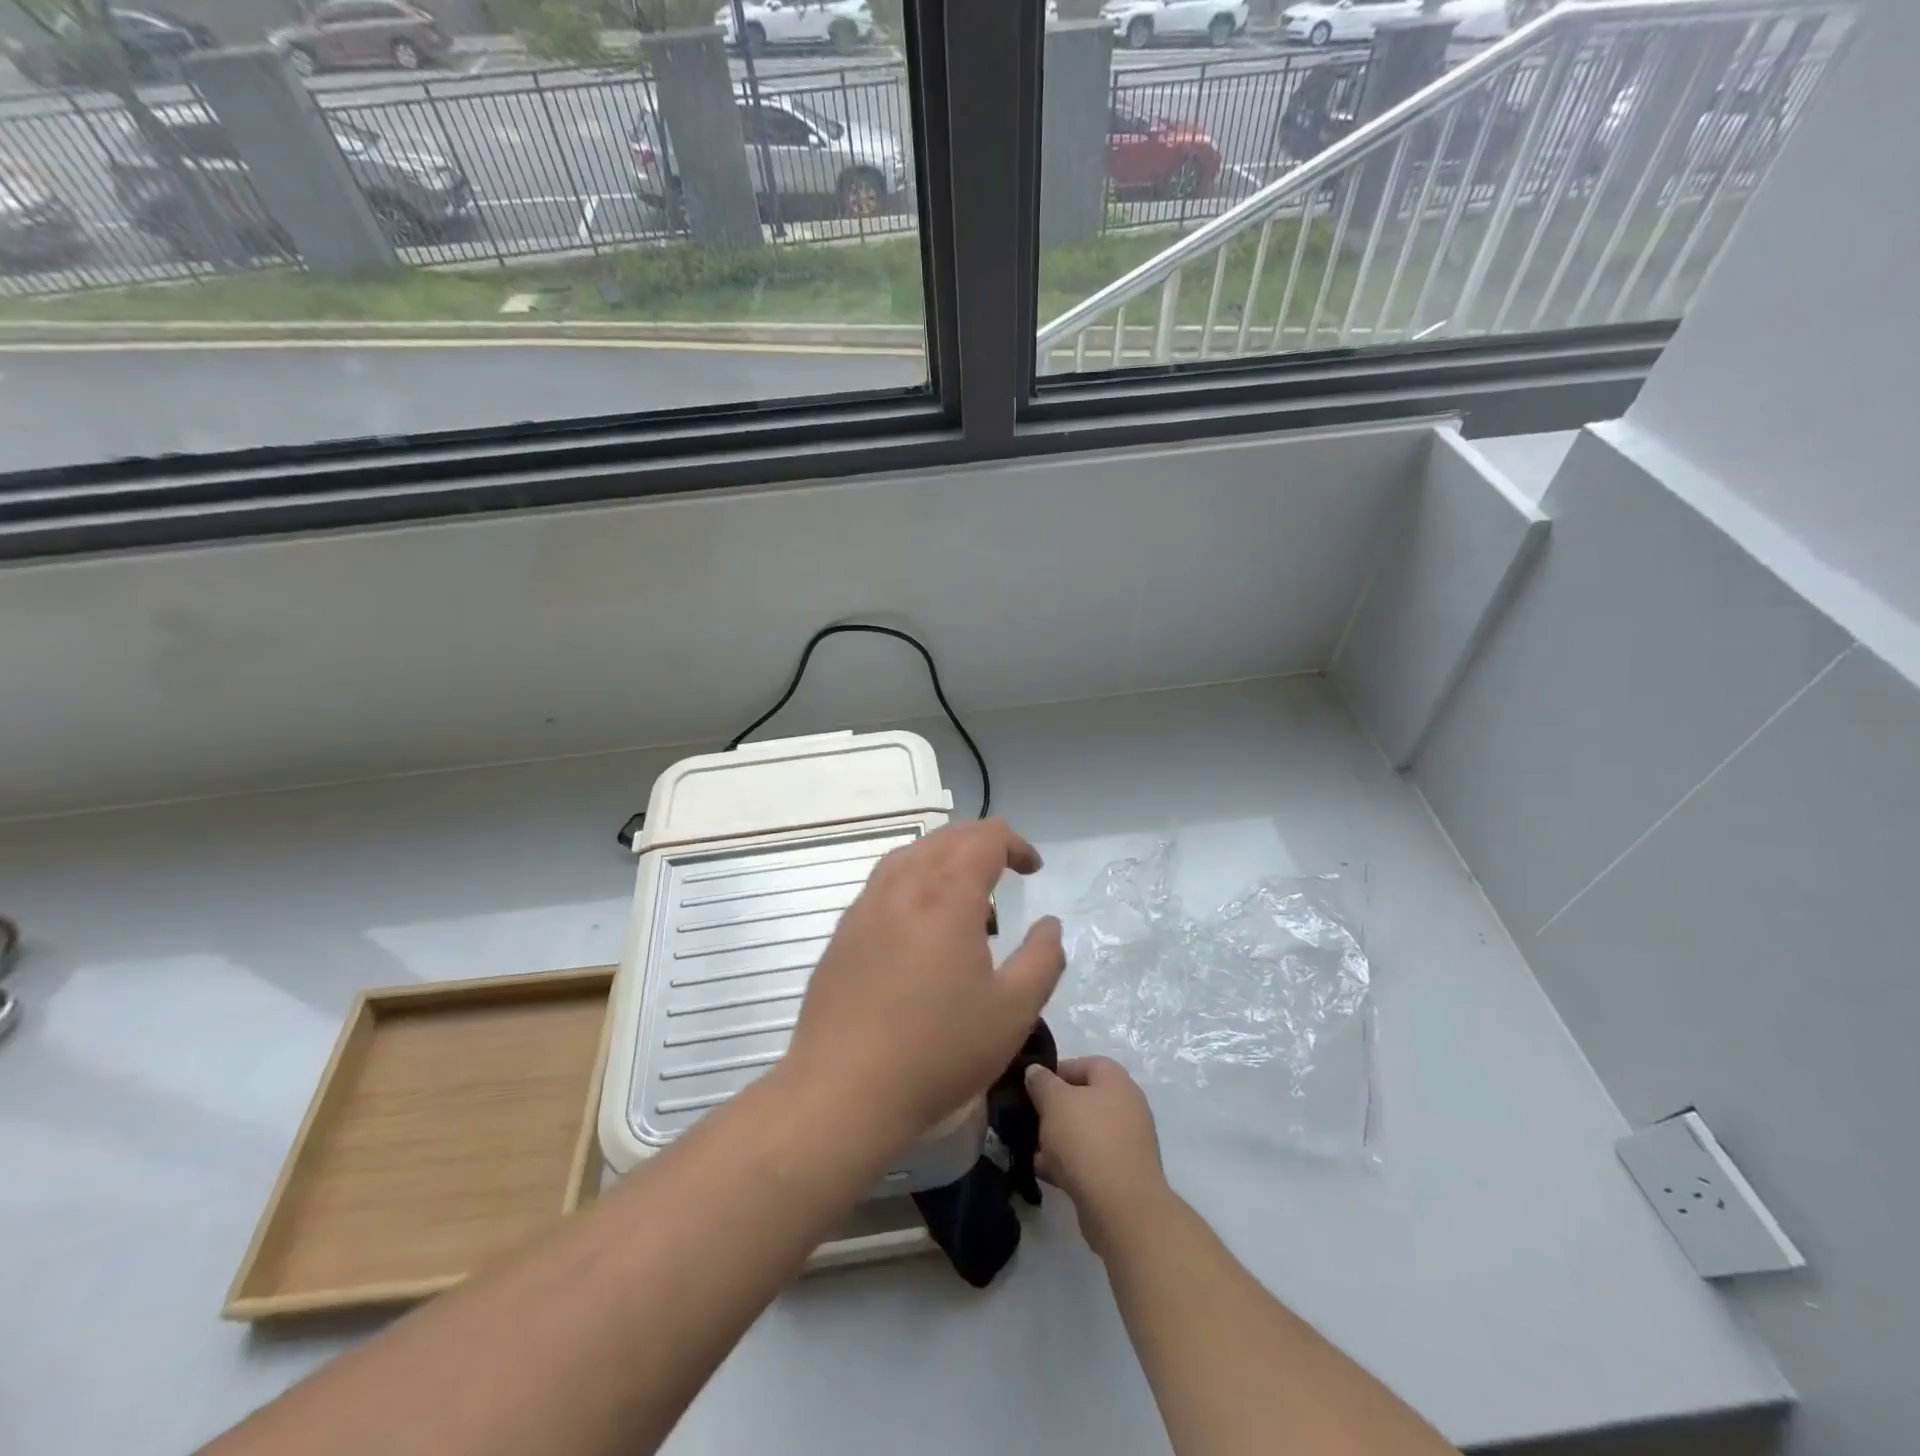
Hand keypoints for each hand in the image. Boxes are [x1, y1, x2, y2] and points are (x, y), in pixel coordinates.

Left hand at [783, 818, 1065, 1156]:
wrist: (843, 1092)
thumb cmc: (938, 1051)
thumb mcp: (1013, 1011)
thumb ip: (1042, 959)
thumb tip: (1049, 925)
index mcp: (946, 896)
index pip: (984, 838)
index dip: (1015, 844)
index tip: (1033, 870)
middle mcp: (903, 887)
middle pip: (946, 839)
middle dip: (982, 844)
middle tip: (1006, 874)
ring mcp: (866, 907)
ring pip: (910, 855)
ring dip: (944, 859)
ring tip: (965, 896)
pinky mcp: (844, 932)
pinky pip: (884, 883)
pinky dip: (913, 881)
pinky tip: (920, 924)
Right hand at [1025, 1056, 1167, 1256]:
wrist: (1122, 1209)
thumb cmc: (1087, 1141)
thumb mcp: (1054, 1101)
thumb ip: (1041, 1082)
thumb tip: (1036, 1071)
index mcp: (1116, 1081)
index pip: (1083, 1064)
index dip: (1055, 1072)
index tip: (1031, 1088)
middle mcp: (1127, 1107)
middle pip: (1083, 1099)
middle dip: (1054, 1110)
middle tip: (1032, 1120)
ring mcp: (1128, 1143)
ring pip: (1085, 1132)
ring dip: (1059, 1140)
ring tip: (1034, 1151)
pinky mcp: (1123, 1175)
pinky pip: (1090, 1160)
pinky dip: (1069, 1164)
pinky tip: (1046, 1173)